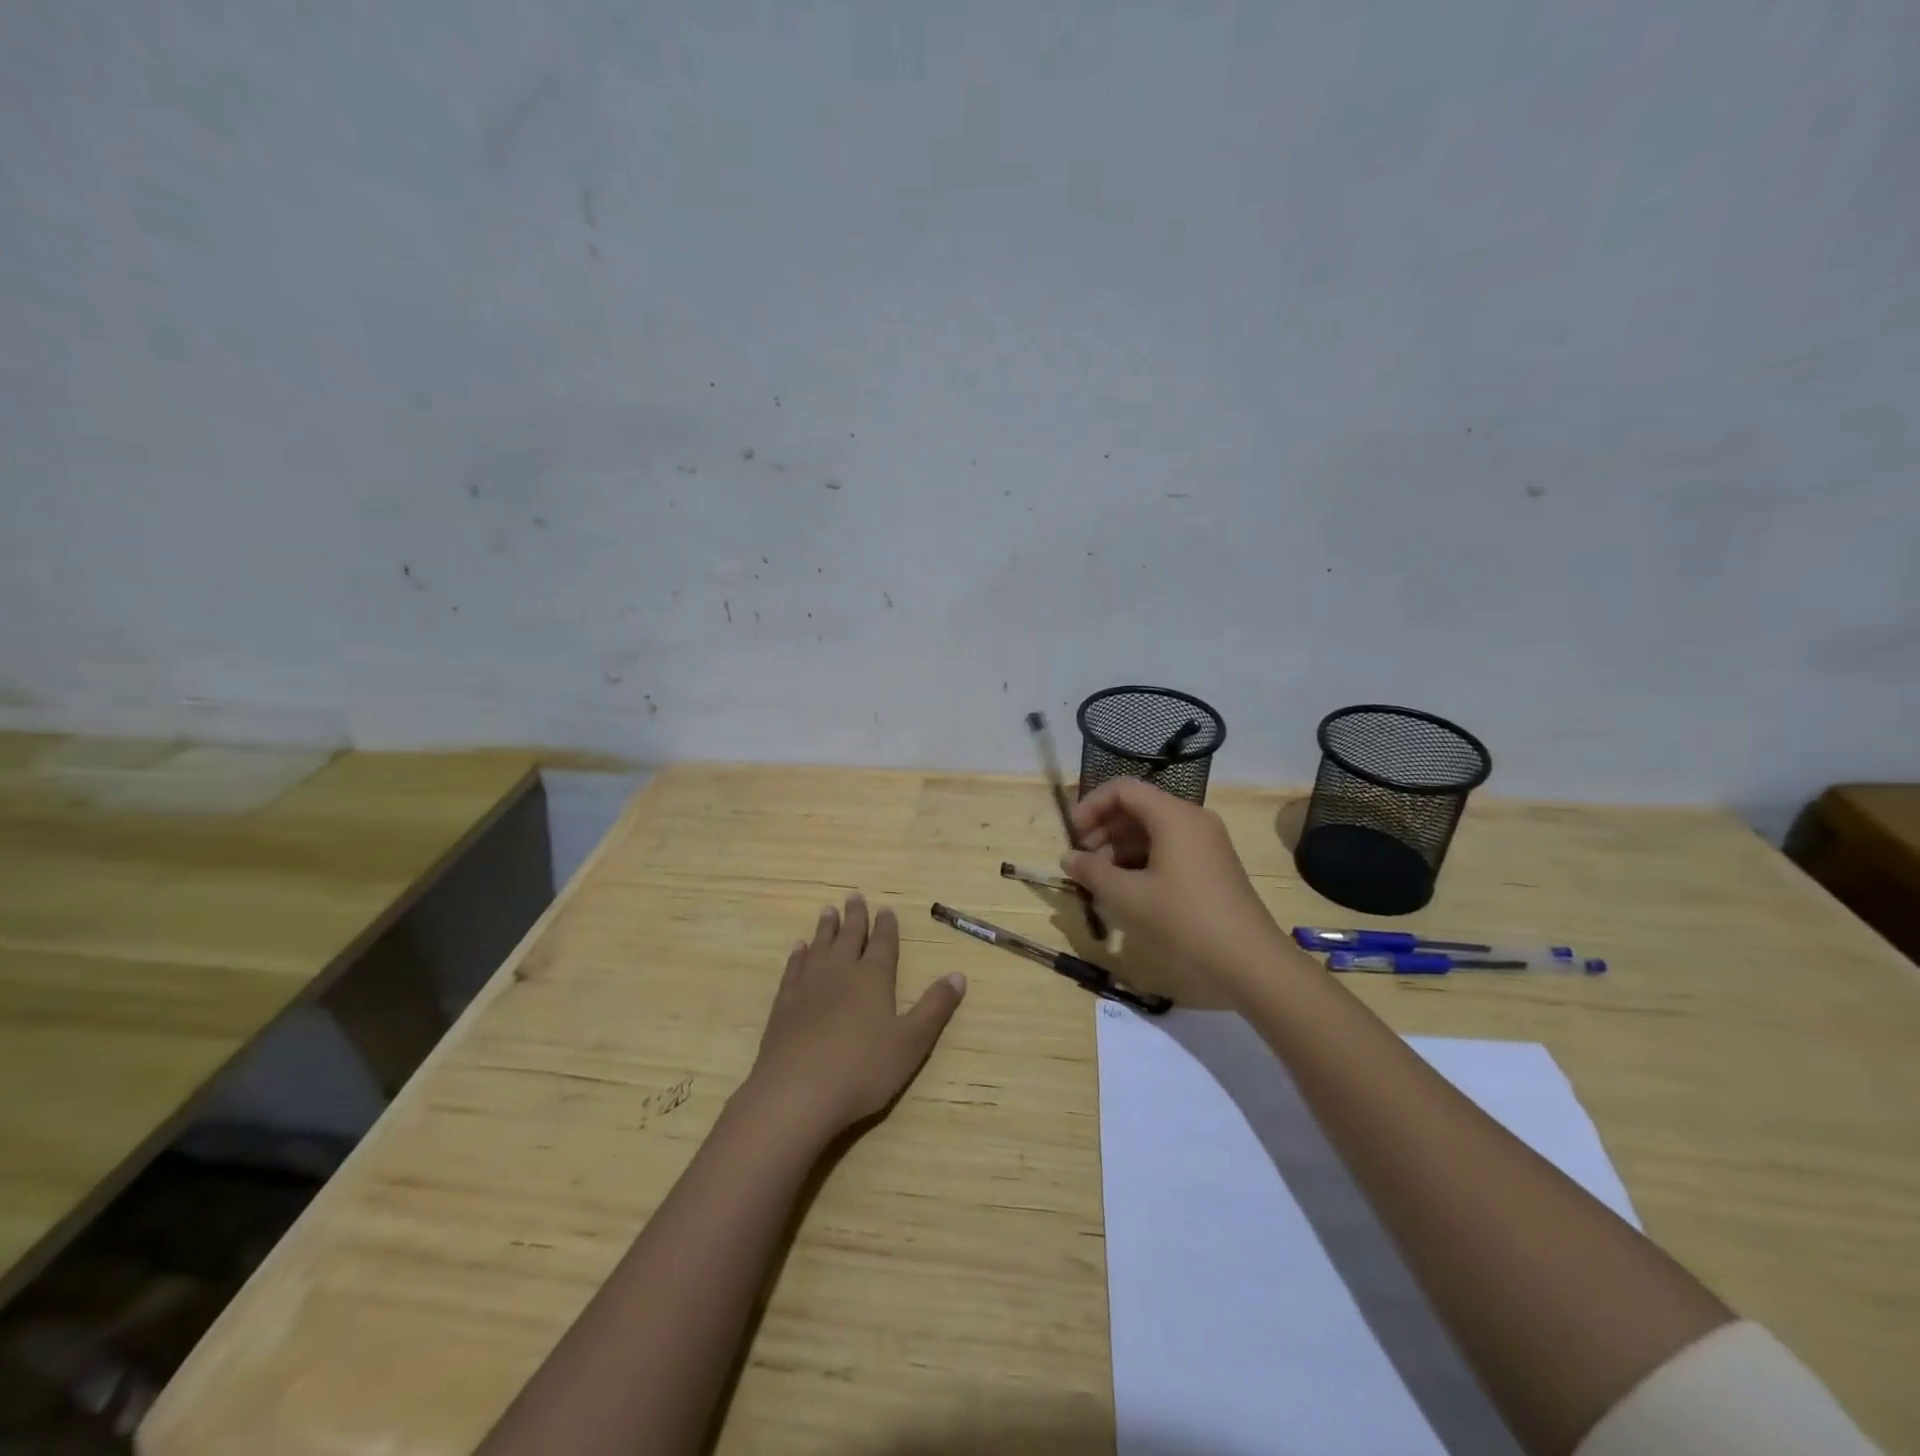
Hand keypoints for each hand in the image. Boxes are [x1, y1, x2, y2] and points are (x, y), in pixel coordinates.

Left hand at [745, 894, 965, 1138]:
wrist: (796, 1093)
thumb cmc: (862, 1070)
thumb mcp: (911, 1043)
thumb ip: (934, 1007)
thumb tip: (958, 974)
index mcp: (873, 979)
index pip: (883, 944)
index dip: (886, 926)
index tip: (885, 909)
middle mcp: (841, 973)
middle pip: (849, 937)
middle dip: (855, 917)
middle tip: (854, 896)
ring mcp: (808, 987)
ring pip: (820, 947)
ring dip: (826, 928)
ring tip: (828, 911)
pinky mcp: (783, 1005)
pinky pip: (793, 969)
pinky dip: (798, 955)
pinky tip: (799, 949)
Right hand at [1063, 778, 1286, 995]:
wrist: (1249, 963)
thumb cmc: (1183, 921)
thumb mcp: (1127, 897)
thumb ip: (1092, 871)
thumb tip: (1069, 857)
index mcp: (1173, 816)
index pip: (1123, 789)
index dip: (1091, 805)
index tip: (1072, 835)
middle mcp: (1192, 820)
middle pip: (1138, 808)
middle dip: (1104, 830)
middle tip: (1082, 862)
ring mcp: (1206, 844)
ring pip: (1152, 831)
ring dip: (1120, 849)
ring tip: (1099, 881)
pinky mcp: (1212, 867)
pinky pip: (1169, 849)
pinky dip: (1142, 862)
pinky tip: (1126, 891)